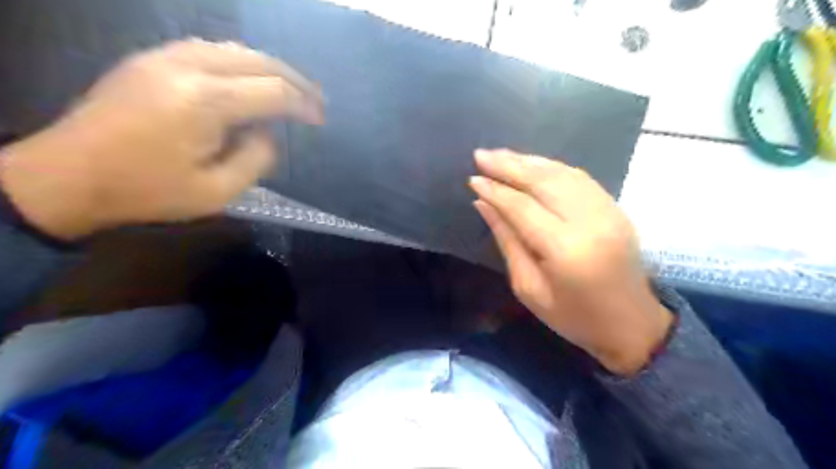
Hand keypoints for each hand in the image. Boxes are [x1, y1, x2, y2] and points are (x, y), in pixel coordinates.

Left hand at [0, 39, 322, 238]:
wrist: (68, 176)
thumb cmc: (148, 192)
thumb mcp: (217, 192)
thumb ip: (255, 160)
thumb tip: (268, 134)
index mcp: (205, 102)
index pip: (273, 91)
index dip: (303, 104)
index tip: (320, 120)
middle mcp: (187, 67)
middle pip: (258, 60)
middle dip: (294, 79)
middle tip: (314, 101)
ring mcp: (163, 57)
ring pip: (233, 49)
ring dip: (267, 67)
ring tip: (287, 88)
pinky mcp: (149, 60)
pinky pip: (207, 49)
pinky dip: (238, 62)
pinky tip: (247, 79)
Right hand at [469, 149, 671, 375]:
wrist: (632, 325)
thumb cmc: (573, 317)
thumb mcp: (529, 288)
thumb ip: (507, 241)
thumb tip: (483, 204)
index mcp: (565, 249)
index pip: (522, 207)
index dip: (495, 190)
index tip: (473, 178)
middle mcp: (589, 222)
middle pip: (543, 182)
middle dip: (509, 165)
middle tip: (481, 155)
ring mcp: (607, 211)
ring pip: (562, 173)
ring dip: (529, 161)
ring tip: (501, 155)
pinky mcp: (615, 208)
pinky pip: (580, 178)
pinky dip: (552, 167)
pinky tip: (533, 164)